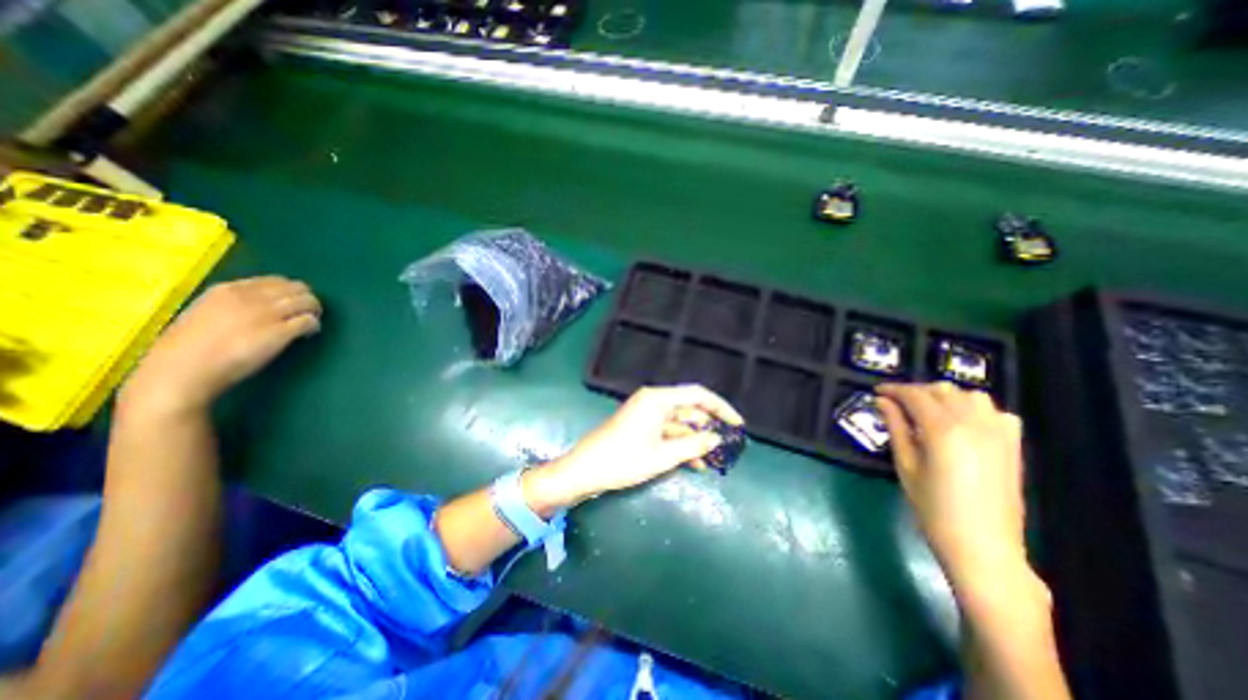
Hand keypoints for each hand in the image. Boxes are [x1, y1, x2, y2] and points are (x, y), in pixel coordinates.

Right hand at [119, 273, 320, 415]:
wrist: (181, 371)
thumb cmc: (186, 350)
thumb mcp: (204, 313)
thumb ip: (232, 306)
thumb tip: (260, 307)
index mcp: (227, 290)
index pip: (275, 281)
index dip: (289, 291)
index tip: (290, 303)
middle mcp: (250, 298)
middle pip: (297, 288)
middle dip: (307, 299)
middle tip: (307, 313)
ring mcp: (267, 314)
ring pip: (308, 301)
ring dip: (314, 311)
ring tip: (309, 324)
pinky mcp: (280, 332)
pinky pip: (309, 321)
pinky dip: (314, 326)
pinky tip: (307, 335)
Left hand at [525, 386, 737, 511]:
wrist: (585, 471)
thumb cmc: (624, 460)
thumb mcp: (663, 455)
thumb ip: (693, 445)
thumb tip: (717, 438)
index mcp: (657, 399)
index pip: (697, 395)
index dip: (720, 407)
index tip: (738, 424)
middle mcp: (653, 401)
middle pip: (689, 409)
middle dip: (708, 426)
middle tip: (728, 444)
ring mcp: (646, 415)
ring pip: (679, 423)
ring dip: (696, 439)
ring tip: (715, 459)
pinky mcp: (642, 427)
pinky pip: (668, 432)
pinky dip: (681, 444)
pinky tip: (696, 463)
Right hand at [871, 383, 1027, 588]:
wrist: (983, 547)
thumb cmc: (932, 508)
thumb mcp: (905, 465)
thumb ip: (895, 427)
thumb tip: (882, 401)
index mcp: (942, 430)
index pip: (915, 395)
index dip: (893, 389)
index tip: (877, 390)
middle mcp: (973, 424)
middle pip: (942, 390)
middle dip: (916, 392)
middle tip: (896, 404)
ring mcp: (998, 434)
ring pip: (970, 395)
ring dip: (945, 397)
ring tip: (927, 411)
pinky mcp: (1013, 446)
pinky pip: (995, 412)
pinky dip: (974, 408)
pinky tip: (961, 423)